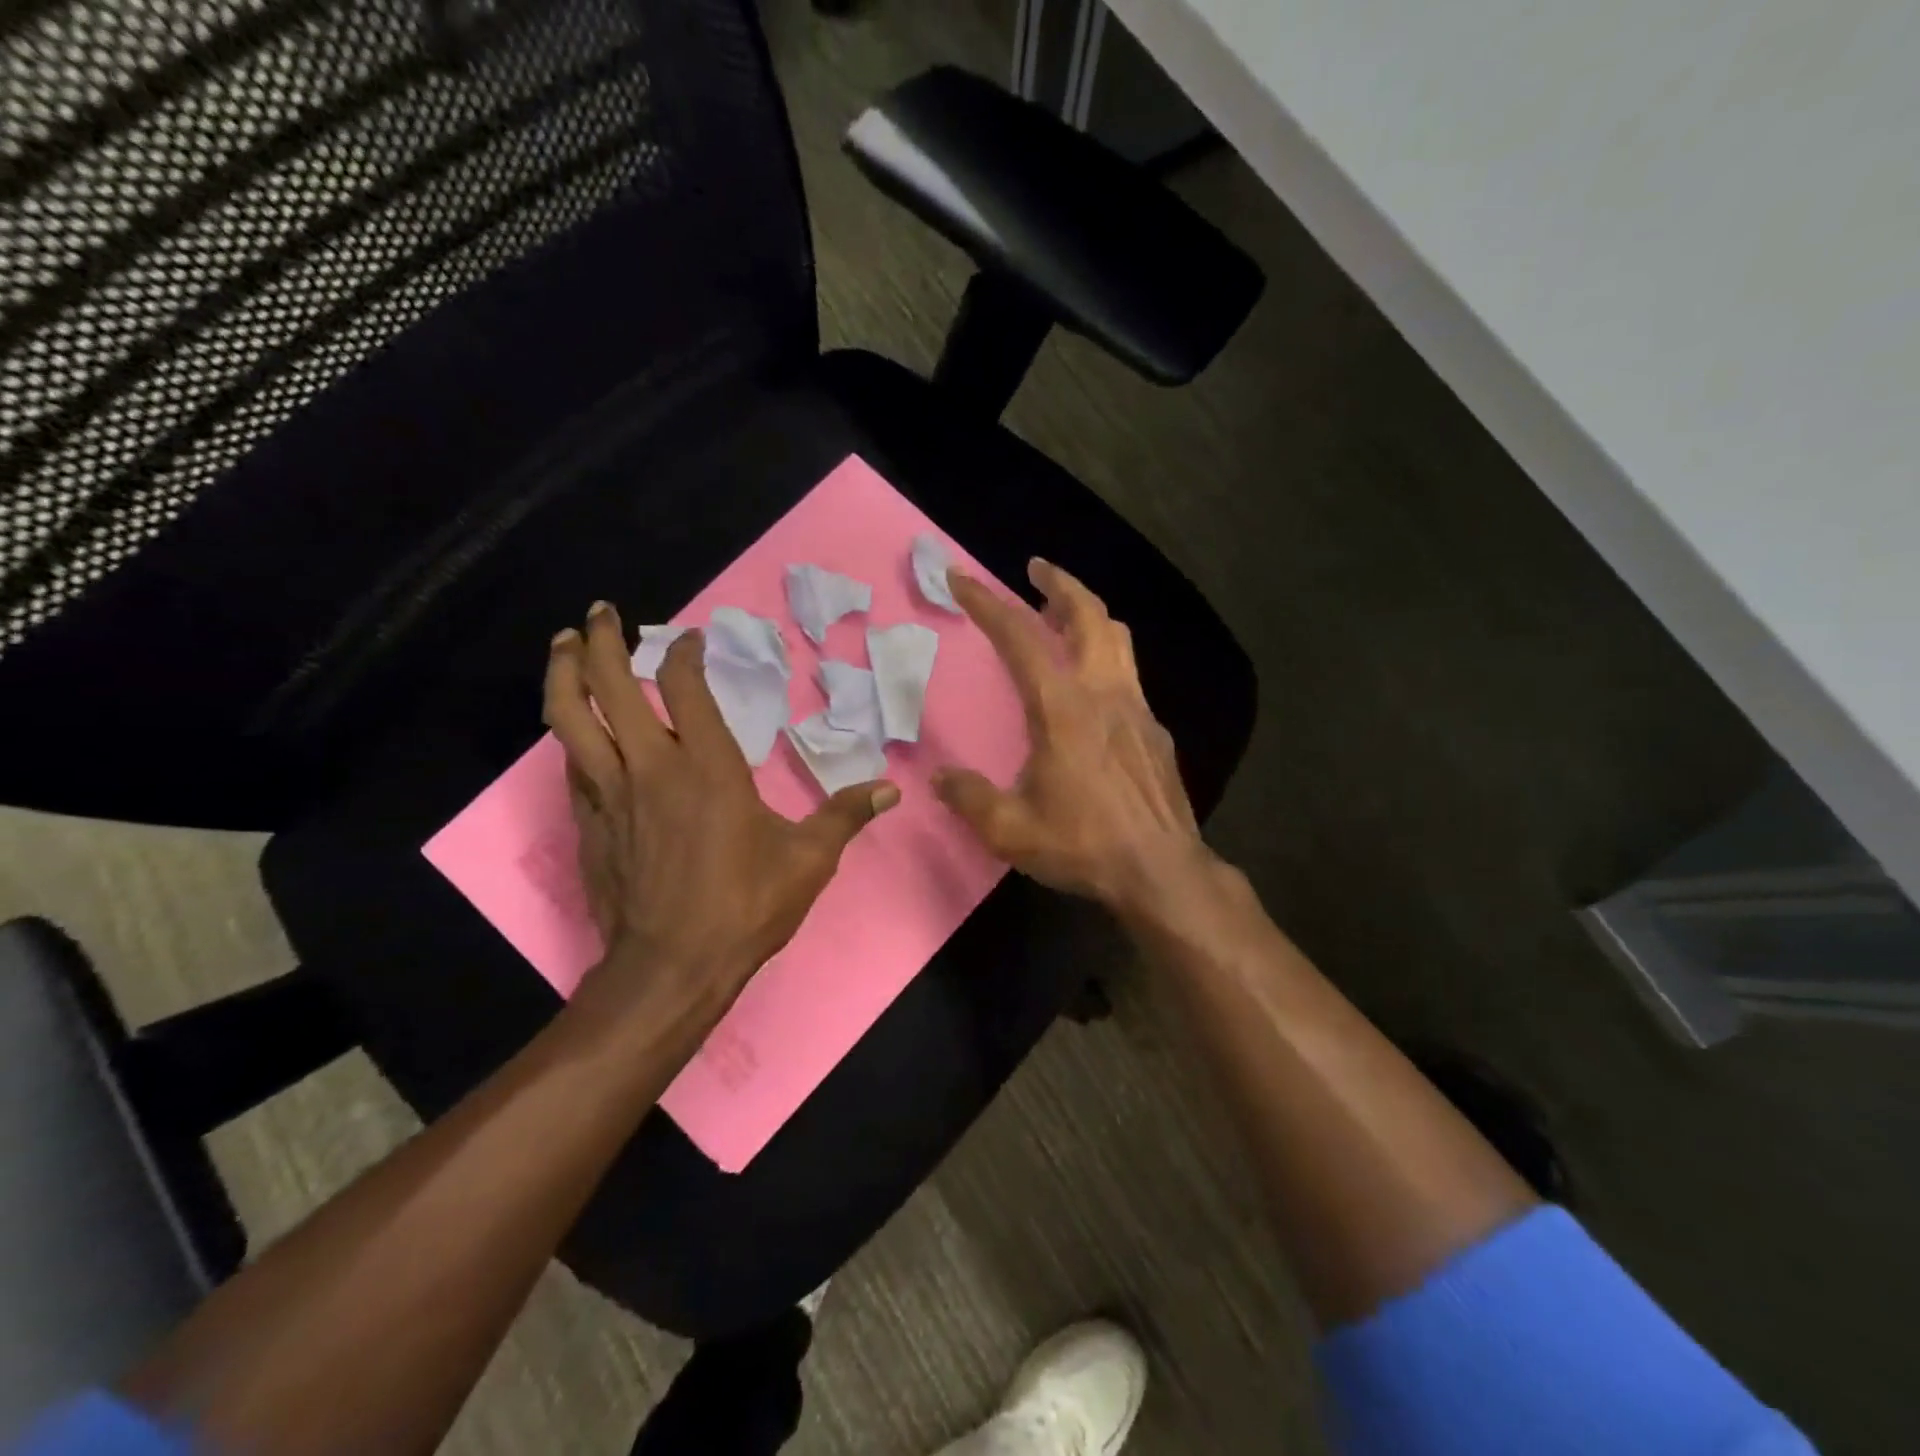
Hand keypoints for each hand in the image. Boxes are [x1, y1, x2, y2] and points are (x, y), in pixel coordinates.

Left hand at [544, 602, 898, 1002]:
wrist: (671, 967)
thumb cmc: (744, 907)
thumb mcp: (809, 861)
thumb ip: (846, 815)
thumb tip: (891, 789)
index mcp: (707, 766)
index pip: (684, 686)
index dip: (683, 652)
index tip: (690, 638)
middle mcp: (650, 766)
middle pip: (609, 685)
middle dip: (601, 641)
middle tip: (600, 612)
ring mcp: (610, 794)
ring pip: (569, 717)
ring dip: (565, 673)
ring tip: (565, 645)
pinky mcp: (588, 823)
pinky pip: (571, 763)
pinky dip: (571, 733)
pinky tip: (576, 727)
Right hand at [934, 560, 1214, 916]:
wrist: (1161, 871)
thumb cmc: (1083, 845)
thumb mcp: (1010, 829)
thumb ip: (970, 797)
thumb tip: (941, 778)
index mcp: (1062, 708)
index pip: (1019, 637)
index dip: (986, 603)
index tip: (961, 579)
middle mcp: (1104, 694)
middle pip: (1088, 615)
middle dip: (1059, 584)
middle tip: (1037, 569)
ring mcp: (1137, 710)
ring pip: (1118, 639)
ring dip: (1089, 615)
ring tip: (1064, 615)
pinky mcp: (1156, 732)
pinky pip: (1129, 677)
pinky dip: (1106, 659)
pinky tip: (1093, 689)